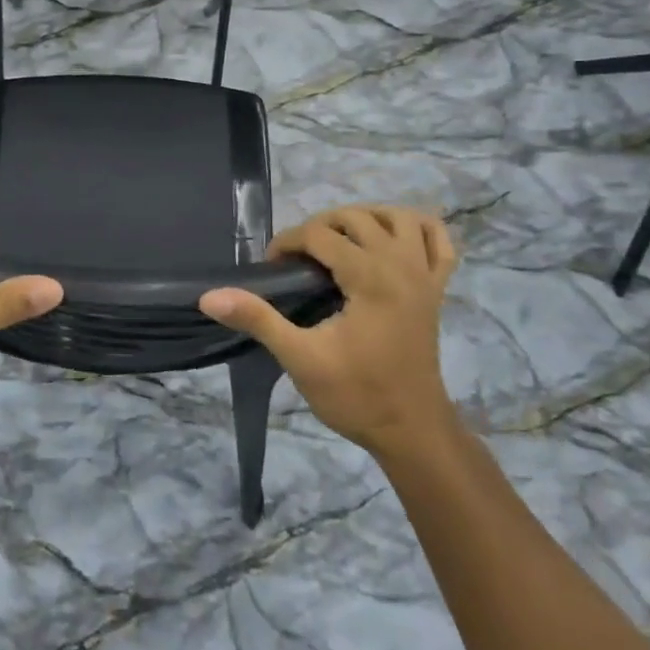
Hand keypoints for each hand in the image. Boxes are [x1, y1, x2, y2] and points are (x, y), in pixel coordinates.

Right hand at [200, 206, 457, 455]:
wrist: (411, 431)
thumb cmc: (356, 396)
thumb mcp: (300, 358)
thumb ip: (258, 319)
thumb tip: (210, 296)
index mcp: (370, 278)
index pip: (320, 235)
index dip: (288, 243)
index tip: (271, 269)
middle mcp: (401, 266)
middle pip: (356, 218)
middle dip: (319, 227)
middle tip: (297, 259)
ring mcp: (425, 276)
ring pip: (399, 218)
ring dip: (366, 218)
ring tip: (338, 241)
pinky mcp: (437, 290)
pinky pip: (440, 241)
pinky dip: (418, 229)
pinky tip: (393, 240)